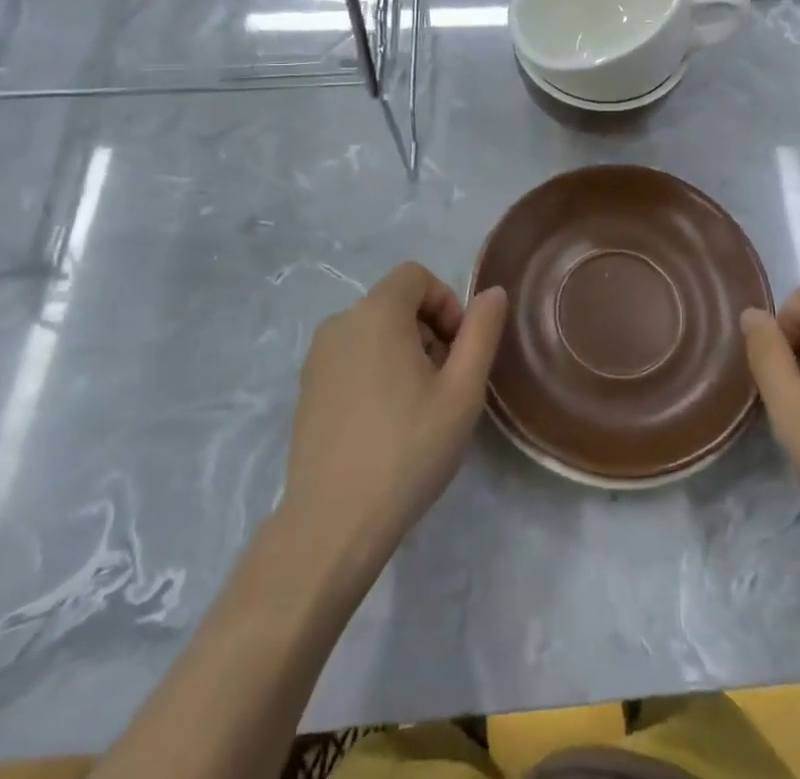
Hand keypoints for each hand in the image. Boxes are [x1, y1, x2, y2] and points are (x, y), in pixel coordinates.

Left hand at [283, 263, 507, 581]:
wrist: (332, 524)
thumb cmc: (407, 450)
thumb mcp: (463, 391)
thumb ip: (481, 332)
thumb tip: (493, 293)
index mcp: (376, 313)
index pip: (416, 276)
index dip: (446, 302)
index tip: (458, 351)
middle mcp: (341, 323)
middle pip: (396, 302)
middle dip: (429, 330)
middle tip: (445, 384)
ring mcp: (317, 357)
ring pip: (374, 331)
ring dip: (404, 352)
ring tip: (418, 407)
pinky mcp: (307, 389)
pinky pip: (352, 357)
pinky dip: (376, 371)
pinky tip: (386, 423)